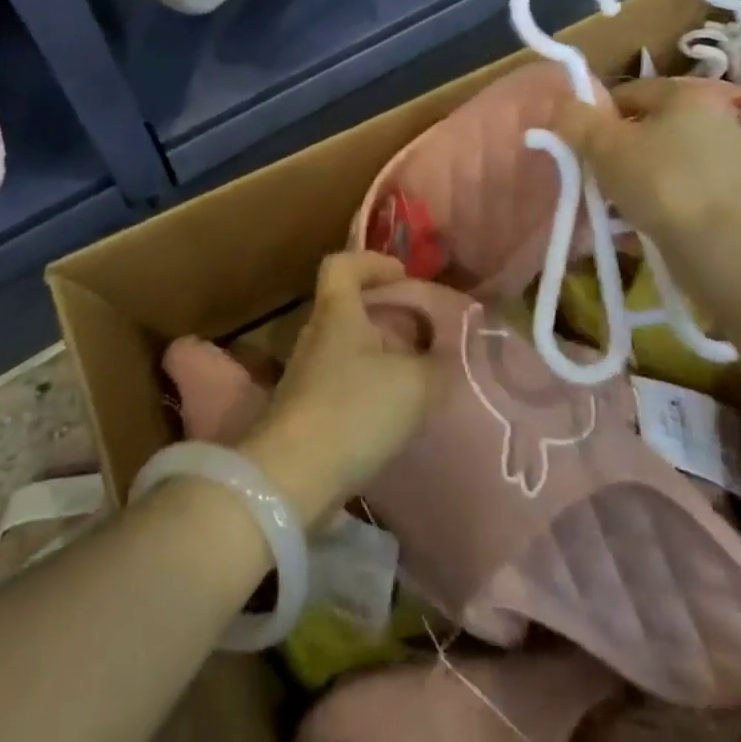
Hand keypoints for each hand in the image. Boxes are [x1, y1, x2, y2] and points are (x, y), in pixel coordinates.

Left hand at [239, 253, 432, 525]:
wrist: (292, 478)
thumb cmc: (354, 410)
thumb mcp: (415, 384)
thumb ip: (439, 364)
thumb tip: (448, 353)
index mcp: (337, 311)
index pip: (342, 264)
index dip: (372, 263)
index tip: (403, 276)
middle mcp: (315, 334)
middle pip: (346, 306)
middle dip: (384, 313)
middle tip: (421, 331)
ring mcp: (304, 374)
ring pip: (345, 347)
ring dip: (377, 353)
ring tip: (413, 374)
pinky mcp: (303, 411)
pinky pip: (340, 382)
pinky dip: (366, 386)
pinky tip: (391, 412)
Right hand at [551, 77, 740, 249]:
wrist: (723, 250)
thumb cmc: (661, 183)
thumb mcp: (603, 145)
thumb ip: (576, 119)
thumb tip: (563, 107)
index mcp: (687, 94)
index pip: (627, 92)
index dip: (596, 117)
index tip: (580, 147)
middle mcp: (714, 118)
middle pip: (645, 128)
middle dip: (615, 152)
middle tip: (594, 178)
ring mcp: (728, 159)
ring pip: (661, 161)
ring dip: (634, 180)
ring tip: (612, 207)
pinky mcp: (732, 197)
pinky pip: (680, 190)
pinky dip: (658, 202)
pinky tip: (639, 225)